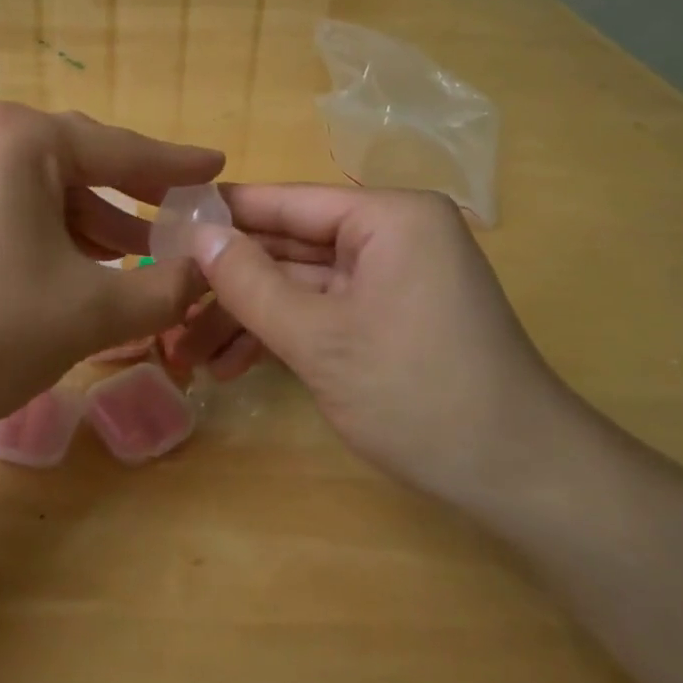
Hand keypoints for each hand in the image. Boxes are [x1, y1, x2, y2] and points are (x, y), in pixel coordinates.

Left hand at [0, 104, 222, 449]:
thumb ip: (164, 290)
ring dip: (97, 227)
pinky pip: (15, 213)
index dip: (177, 165)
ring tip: (146, 260)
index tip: (219, 164)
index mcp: (23, 139)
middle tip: (186, 219)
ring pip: (47, 194)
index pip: (122, 148)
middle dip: (136, 198)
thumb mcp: (89, 312)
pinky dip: (55, 239)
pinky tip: (82, 273)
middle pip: (83, 164)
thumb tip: (210, 274)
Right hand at [188, 186, 582, 506]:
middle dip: (227, 283)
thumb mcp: (319, 339)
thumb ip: (250, 283)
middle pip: (288, 246)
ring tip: (186, 353)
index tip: (162, 225)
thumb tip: (196, 235)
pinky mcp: (389, 317)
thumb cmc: (417, 394)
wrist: (521, 480)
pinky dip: (280, 335)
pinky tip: (230, 367)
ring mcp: (392, 278)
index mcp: (388, 217)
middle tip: (165, 303)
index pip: (286, 201)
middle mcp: (392, 234)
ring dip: (246, 317)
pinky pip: (322, 311)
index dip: (222, 215)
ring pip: (299, 284)